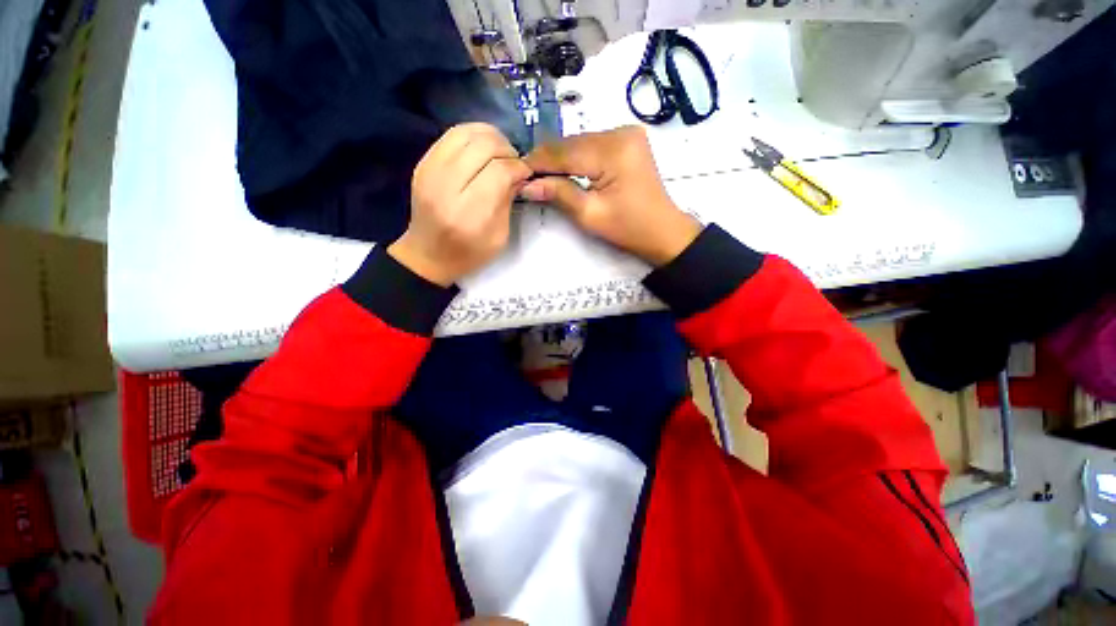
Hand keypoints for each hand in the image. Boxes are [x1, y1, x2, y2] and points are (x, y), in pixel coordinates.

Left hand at [389, 123, 531, 285]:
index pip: (499, 171)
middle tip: (514, 163)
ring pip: (466, 132)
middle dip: (507, 150)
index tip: (526, 173)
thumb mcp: (499, 237)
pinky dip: (473, 136)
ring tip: (500, 153)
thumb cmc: (469, 254)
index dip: (518, 167)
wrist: (428, 255)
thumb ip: (508, 201)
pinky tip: (482, 149)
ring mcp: (430, 171)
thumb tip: (518, 173)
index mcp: (468, 213)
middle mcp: (446, 186)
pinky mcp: (423, 163)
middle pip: (483, 146)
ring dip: (491, 137)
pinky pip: (451, 135)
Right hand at [521, 126, 700, 265]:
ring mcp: (626, 134)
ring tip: (542, 175)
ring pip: (580, 142)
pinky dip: (576, 158)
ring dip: (561, 158)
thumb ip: (559, 194)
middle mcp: (620, 132)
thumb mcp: (590, 214)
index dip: (538, 162)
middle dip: (548, 160)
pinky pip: (593, 145)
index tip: (517, 172)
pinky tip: (565, 170)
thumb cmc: (628, 228)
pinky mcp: (628, 141)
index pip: (565, 152)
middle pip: (572, 143)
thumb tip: (527, 185)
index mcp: (613, 151)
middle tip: (527, 176)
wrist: (662, 231)